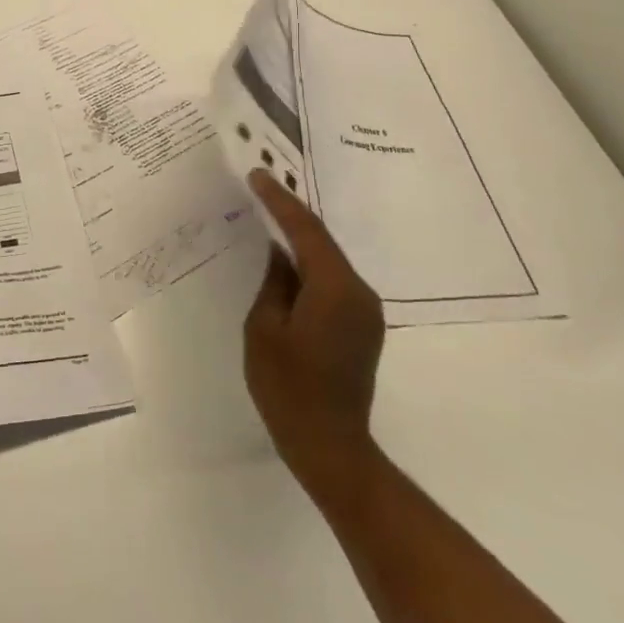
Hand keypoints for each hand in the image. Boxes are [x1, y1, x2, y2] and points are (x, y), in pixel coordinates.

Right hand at [244, 170, 386, 485]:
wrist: (331, 447)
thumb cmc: (289, 388)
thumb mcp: (264, 328)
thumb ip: (273, 282)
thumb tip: (278, 253)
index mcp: (336, 288)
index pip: (306, 229)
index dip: (280, 200)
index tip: (257, 174)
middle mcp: (359, 292)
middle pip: (322, 242)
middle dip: (290, 216)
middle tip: (259, 191)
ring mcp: (366, 311)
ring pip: (328, 262)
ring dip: (300, 242)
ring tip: (266, 221)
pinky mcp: (363, 327)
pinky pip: (333, 282)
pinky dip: (309, 267)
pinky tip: (285, 265)